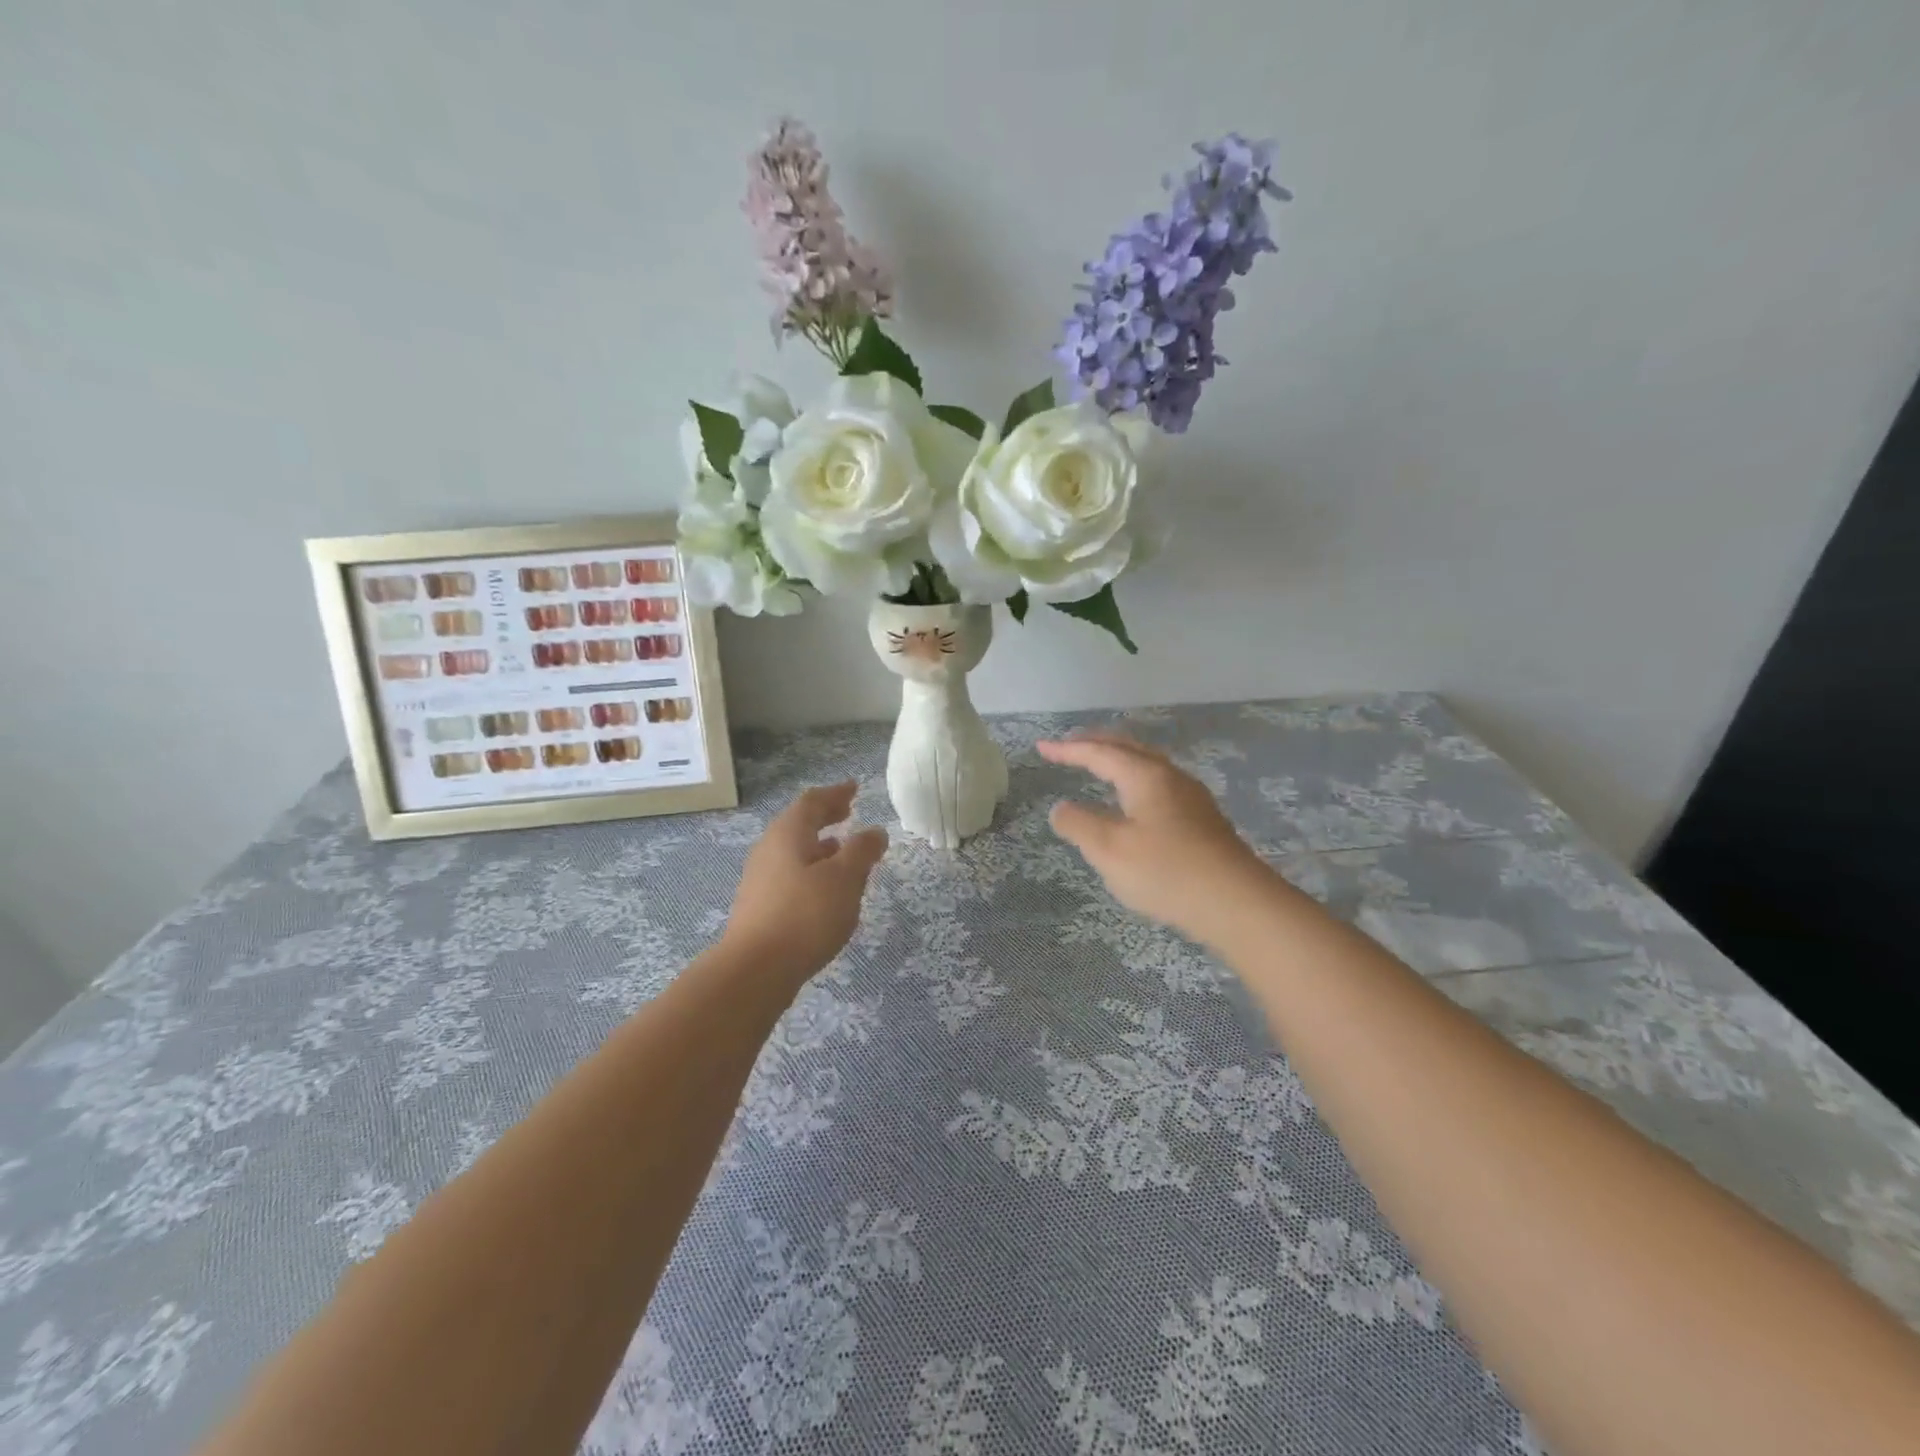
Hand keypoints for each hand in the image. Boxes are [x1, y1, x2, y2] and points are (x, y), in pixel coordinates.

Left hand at [722, 782, 888, 983]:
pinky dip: (812, 870)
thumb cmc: (805, 915)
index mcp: (788, 834)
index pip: (813, 802)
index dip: (835, 793)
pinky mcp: (760, 907)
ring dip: (820, 846)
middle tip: (848, 812)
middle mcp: (769, 850)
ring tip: (843, 850)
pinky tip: (827, 890)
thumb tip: (875, 831)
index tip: (854, 788)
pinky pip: (791, 875)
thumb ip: (862, 851)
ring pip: (795, 852)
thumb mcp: (845, 879)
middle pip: (799, 824)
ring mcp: (761, 879)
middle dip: (825, 817)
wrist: (755, 970)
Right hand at [1039, 733, 1270, 944]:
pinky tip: (1134, 800)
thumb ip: (1078, 825)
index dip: (1068, 749)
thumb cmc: (1166, 872)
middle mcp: (1170, 777)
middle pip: (1128, 749)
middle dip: (1095, 744)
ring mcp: (1191, 797)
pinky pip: (1159, 784)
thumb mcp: (1109, 850)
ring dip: (1118, 760)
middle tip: (1068, 747)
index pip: (1099, 752)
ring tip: (1098, 765)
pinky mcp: (1202, 820)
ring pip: (1147, 765)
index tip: (1041, 747)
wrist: (1236, 903)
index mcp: (1145, 776)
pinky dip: (1134, 779)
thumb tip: (1061, 808)